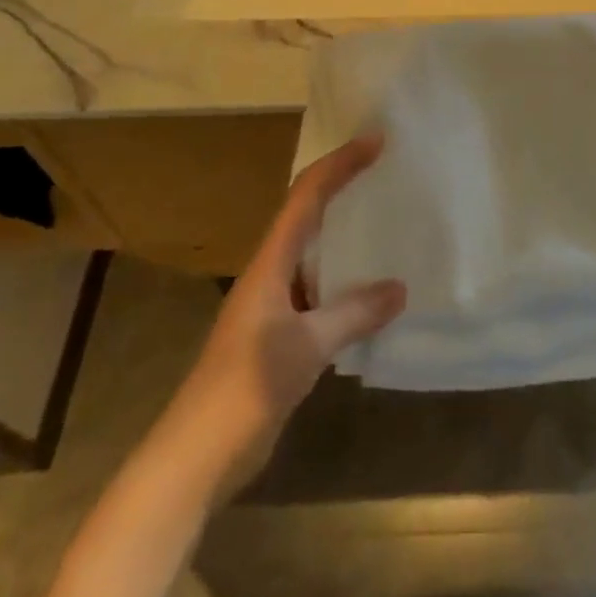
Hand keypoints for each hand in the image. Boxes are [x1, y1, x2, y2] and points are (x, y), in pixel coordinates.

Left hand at [156, 135, 405, 497]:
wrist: (196, 455)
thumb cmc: (244, 388)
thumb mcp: (306, 347)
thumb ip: (353, 314)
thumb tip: (399, 287)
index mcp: (270, 264)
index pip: (307, 197)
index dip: (340, 164)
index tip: (376, 141)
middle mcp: (270, 274)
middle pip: (308, 215)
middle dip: (343, 187)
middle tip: (386, 172)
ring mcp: (273, 307)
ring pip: (314, 255)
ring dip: (346, 236)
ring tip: (388, 224)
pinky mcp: (279, 337)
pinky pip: (319, 293)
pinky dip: (346, 283)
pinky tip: (372, 296)